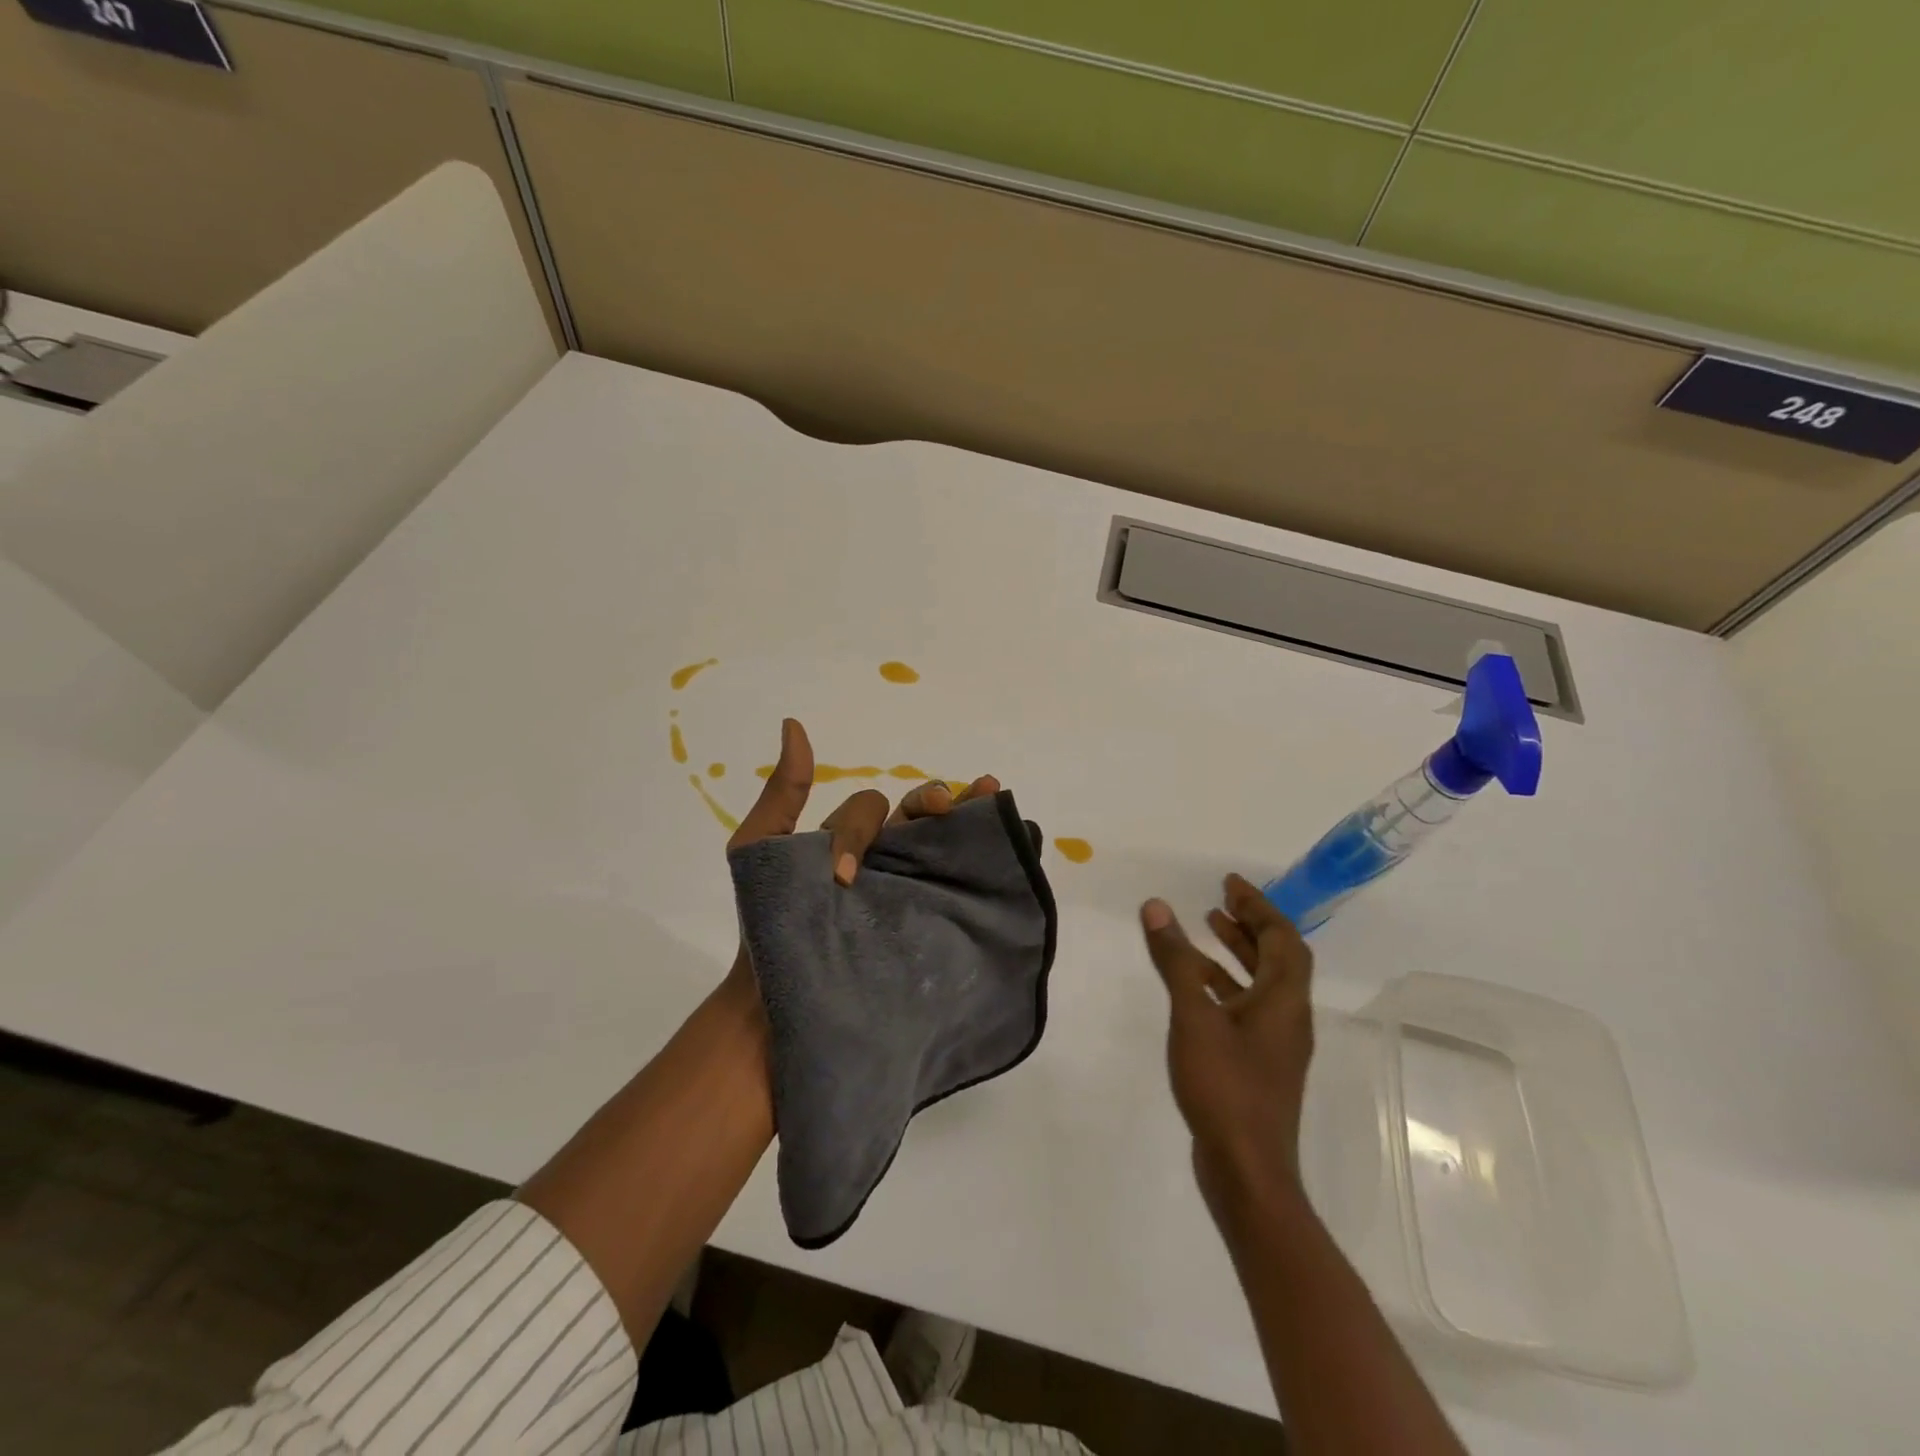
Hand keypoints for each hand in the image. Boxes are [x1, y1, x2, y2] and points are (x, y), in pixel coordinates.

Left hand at [723, 719, 999, 983]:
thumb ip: (783, 793)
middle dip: (937, 799)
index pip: (872, 809)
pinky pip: (957, 890)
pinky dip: (985, 863)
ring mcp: (908, 895)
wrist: (775, 1006)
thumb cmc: (764, 924)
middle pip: (921, 818)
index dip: (860, 830)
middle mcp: (886, 863)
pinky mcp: (925, 928)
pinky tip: (1008, 849)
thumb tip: (794, 725)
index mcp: (850, 842)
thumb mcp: (759, 848)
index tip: (844, 873)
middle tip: (947, 803)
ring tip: (993, 797)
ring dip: (971, 817)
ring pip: (946, 846)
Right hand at [1140, 875, 1315, 1227]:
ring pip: (1261, 984)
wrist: (1247, 1171)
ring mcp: (1275, 1045)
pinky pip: (1246, 1007)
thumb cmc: (1225, 1087)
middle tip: (1219, 899)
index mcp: (1284, 1001)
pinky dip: (1225, 986)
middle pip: (1277, 958)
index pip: (1283, 939)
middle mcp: (1288, 1018)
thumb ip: (1176, 960)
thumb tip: (1156, 907)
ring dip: (1237, 953)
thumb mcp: (1193, 1016)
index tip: (1229, 884)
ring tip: (1205, 929)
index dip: (1258, 906)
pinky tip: (1193, 987)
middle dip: (1250, 924)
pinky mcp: (1259, 1066)